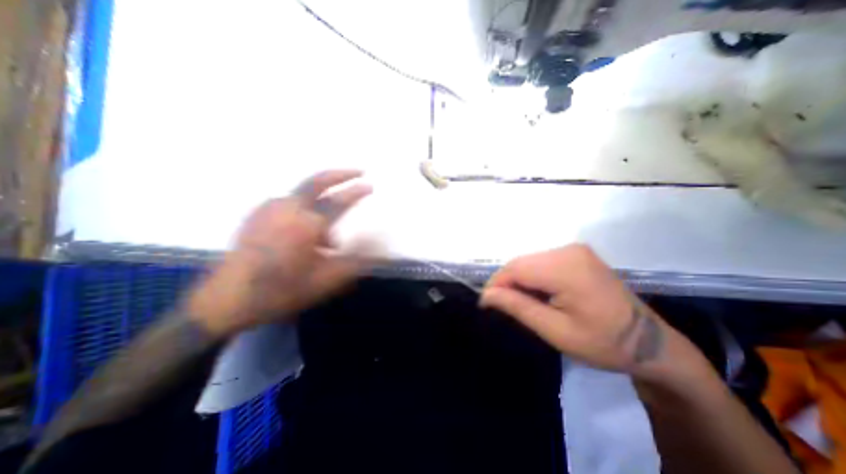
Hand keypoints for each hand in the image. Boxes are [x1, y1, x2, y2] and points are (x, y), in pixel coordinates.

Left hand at [188, 170, 371, 336]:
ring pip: (304, 196)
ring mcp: (269, 210)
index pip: (339, 201)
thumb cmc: (282, 290)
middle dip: (341, 174)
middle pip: (317, 181)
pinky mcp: (257, 215)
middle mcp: (287, 209)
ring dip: (322, 204)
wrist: (226, 301)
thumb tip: (379, 245)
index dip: (357, 192)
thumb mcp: (326, 280)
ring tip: (328, 240)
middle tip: (359, 171)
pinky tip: (304, 234)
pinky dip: (305, 210)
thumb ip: (356, 260)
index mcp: (306, 224)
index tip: (371, 186)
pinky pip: (289, 204)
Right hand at [482, 244, 708, 381]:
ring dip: (518, 280)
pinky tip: (537, 293)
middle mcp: (569, 250)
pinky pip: (541, 261)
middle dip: (506, 282)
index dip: (496, 284)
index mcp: (567, 268)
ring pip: (529, 261)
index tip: (486, 303)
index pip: (516, 268)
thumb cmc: (603, 343)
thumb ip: (518, 307)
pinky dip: (532, 276)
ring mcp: (574, 249)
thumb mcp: (555, 331)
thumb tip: (485, 295)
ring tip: (520, 302)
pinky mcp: (576, 254)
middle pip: (521, 262)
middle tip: (502, 305)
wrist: (649, 342)